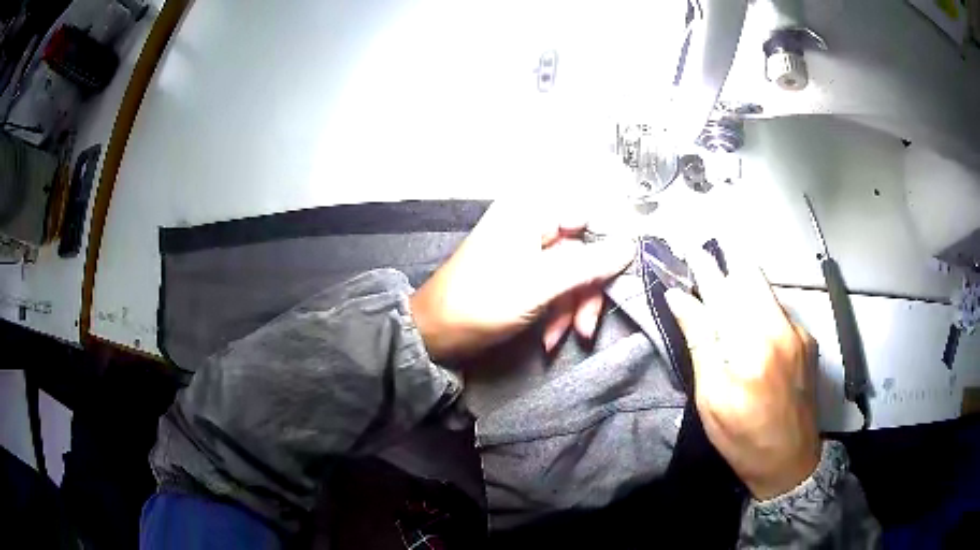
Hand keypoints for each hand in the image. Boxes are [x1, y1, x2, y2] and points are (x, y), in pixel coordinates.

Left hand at [410, 201, 634, 361]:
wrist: (435, 335)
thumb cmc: (482, 302)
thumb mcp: (540, 284)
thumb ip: (588, 264)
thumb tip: (629, 245)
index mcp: (530, 213)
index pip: (588, 216)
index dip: (608, 246)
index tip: (621, 277)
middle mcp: (531, 225)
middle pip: (583, 252)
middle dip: (586, 293)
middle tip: (586, 326)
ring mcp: (527, 252)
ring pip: (571, 275)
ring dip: (571, 310)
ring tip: (562, 339)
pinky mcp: (524, 276)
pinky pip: (555, 288)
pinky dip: (556, 314)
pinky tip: (549, 339)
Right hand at [664, 251, 820, 499]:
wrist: (790, 462)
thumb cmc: (743, 437)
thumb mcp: (712, 397)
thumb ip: (700, 342)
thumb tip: (680, 299)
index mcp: (752, 344)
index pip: (722, 290)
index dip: (704, 267)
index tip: (690, 248)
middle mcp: (781, 328)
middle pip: (751, 277)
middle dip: (727, 267)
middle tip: (706, 270)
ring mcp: (799, 333)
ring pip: (767, 292)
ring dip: (744, 288)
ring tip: (727, 300)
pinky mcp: (808, 342)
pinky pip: (780, 311)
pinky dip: (762, 309)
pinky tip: (754, 329)